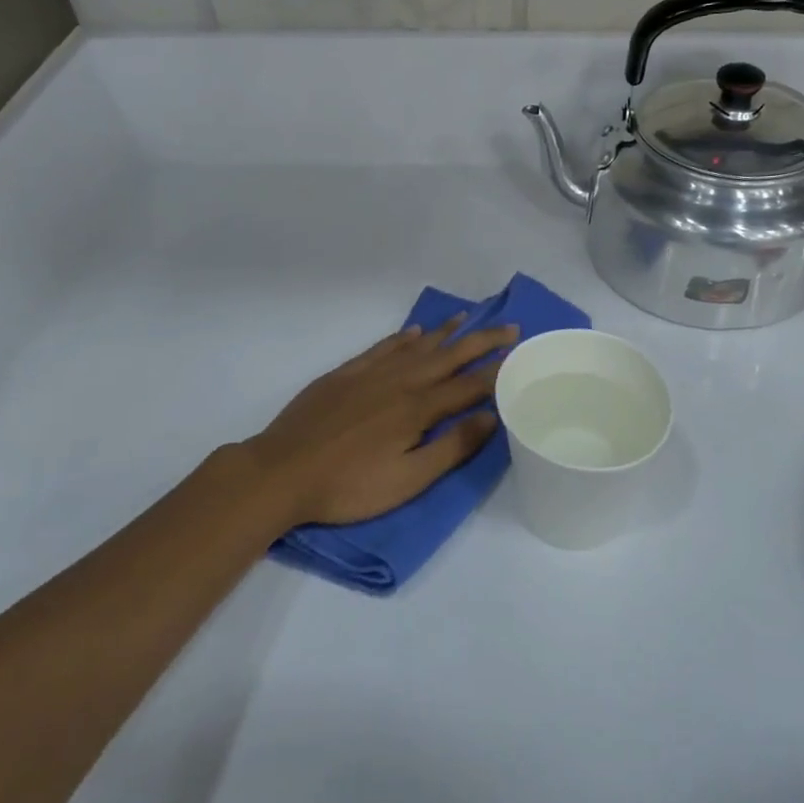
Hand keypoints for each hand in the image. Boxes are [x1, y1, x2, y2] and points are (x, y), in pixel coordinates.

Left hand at [241, 316, 518, 529]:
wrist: (282, 472)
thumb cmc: (349, 486)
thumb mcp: (408, 480)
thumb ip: (451, 447)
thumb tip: (491, 416)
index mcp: (418, 409)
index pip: (468, 384)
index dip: (497, 369)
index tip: (522, 352)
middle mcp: (399, 381)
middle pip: (449, 356)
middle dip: (481, 341)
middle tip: (509, 326)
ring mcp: (370, 374)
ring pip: (417, 345)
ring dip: (445, 331)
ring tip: (468, 316)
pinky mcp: (345, 374)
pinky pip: (382, 347)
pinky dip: (402, 337)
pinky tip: (414, 331)